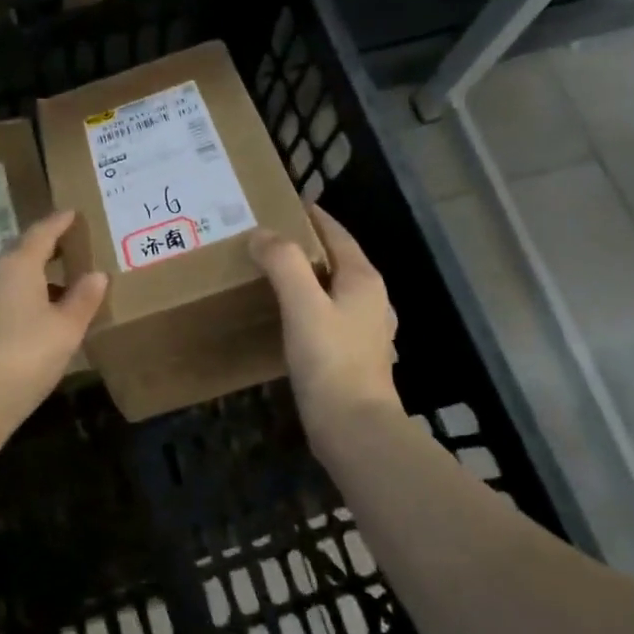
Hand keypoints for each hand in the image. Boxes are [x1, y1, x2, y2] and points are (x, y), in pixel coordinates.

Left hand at [0, 209, 107, 434]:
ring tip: (57, 285)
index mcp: (17, 265)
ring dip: (32, 275)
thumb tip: (96, 274)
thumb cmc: (27, 355)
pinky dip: (18, 294)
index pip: (41, 233)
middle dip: (44, 247)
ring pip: (7, 275)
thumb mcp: (66, 328)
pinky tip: (33, 314)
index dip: (58, 222)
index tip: (71, 213)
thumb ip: (83, 298)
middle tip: (68, 247)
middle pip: (20, 251)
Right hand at [248, 203, 400, 444]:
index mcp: (363, 279)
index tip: (282, 204)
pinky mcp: (354, 354)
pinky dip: (309, 303)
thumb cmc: (330, 361)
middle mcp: (371, 299)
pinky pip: (329, 314)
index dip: (312, 216)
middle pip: (337, 259)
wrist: (354, 429)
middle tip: (267, 238)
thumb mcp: (302, 304)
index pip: (337, 234)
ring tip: (273, 273)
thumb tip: (262, 234)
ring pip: (334, 288)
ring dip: (307, 275)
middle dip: (306, 245)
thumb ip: (283, 263)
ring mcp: (366, 329)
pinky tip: (289, 315)